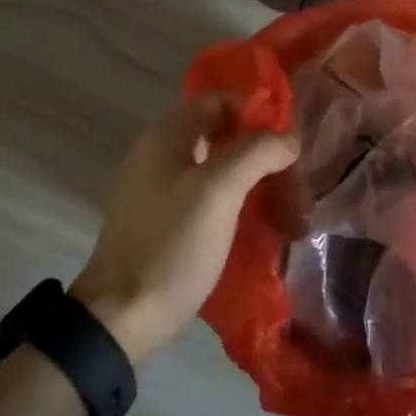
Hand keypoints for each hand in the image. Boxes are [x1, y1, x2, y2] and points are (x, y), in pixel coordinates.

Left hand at [71, 93, 298, 365]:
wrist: (122, 316)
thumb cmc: (172, 245)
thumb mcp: (219, 191)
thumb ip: (256, 152)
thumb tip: (289, 137)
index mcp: (166, 135)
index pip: (218, 99)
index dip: (255, 114)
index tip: (287, 145)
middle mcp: (158, 153)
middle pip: (220, 134)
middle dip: (260, 155)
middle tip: (293, 187)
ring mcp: (156, 189)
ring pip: (216, 169)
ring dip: (252, 183)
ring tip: (285, 214)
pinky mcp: (160, 221)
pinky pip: (205, 197)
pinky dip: (234, 205)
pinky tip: (255, 228)